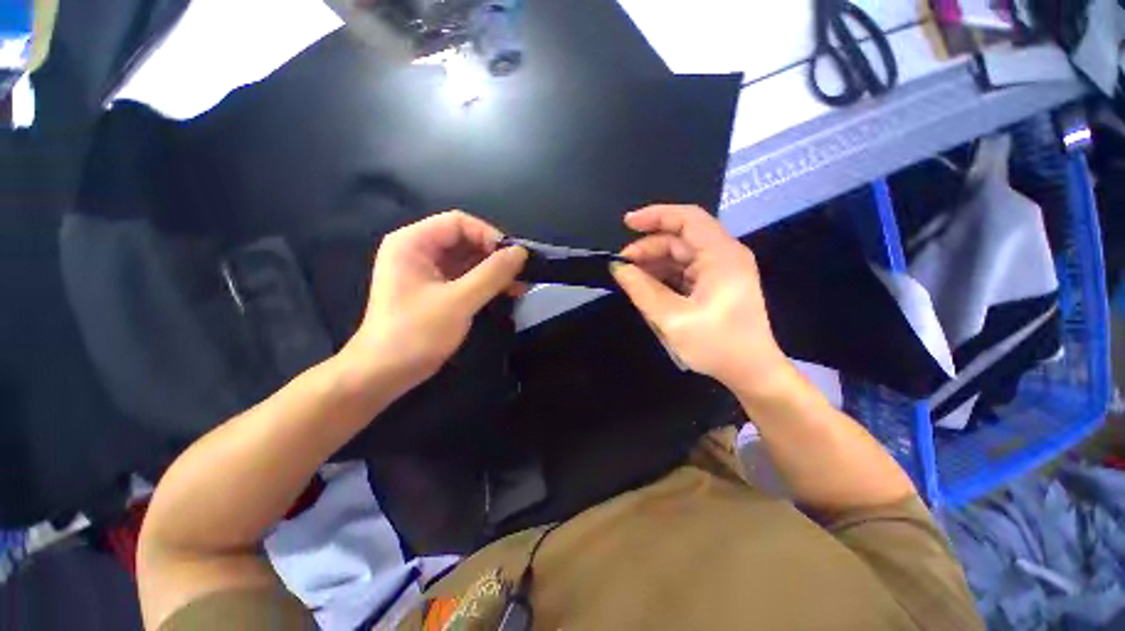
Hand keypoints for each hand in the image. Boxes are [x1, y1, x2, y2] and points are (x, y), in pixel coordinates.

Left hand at [341, 211, 526, 390]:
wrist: (384, 373)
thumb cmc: (416, 333)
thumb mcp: (459, 301)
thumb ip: (492, 274)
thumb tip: (521, 252)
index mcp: (413, 243)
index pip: (458, 222)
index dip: (489, 235)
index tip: (513, 257)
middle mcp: (419, 251)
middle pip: (465, 240)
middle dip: (495, 256)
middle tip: (522, 273)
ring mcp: (427, 271)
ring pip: (468, 260)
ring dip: (494, 271)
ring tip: (521, 285)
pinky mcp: (436, 290)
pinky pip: (465, 277)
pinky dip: (487, 283)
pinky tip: (508, 292)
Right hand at [611, 205, 787, 390]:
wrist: (751, 372)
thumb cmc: (716, 346)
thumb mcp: (672, 319)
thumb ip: (642, 290)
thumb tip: (619, 269)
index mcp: (721, 256)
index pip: (687, 219)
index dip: (655, 216)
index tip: (627, 224)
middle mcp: (724, 256)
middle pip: (681, 239)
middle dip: (649, 248)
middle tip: (622, 266)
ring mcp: (721, 271)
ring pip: (680, 256)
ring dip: (654, 264)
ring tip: (631, 279)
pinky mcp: (715, 285)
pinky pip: (684, 271)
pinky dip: (664, 276)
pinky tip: (647, 287)